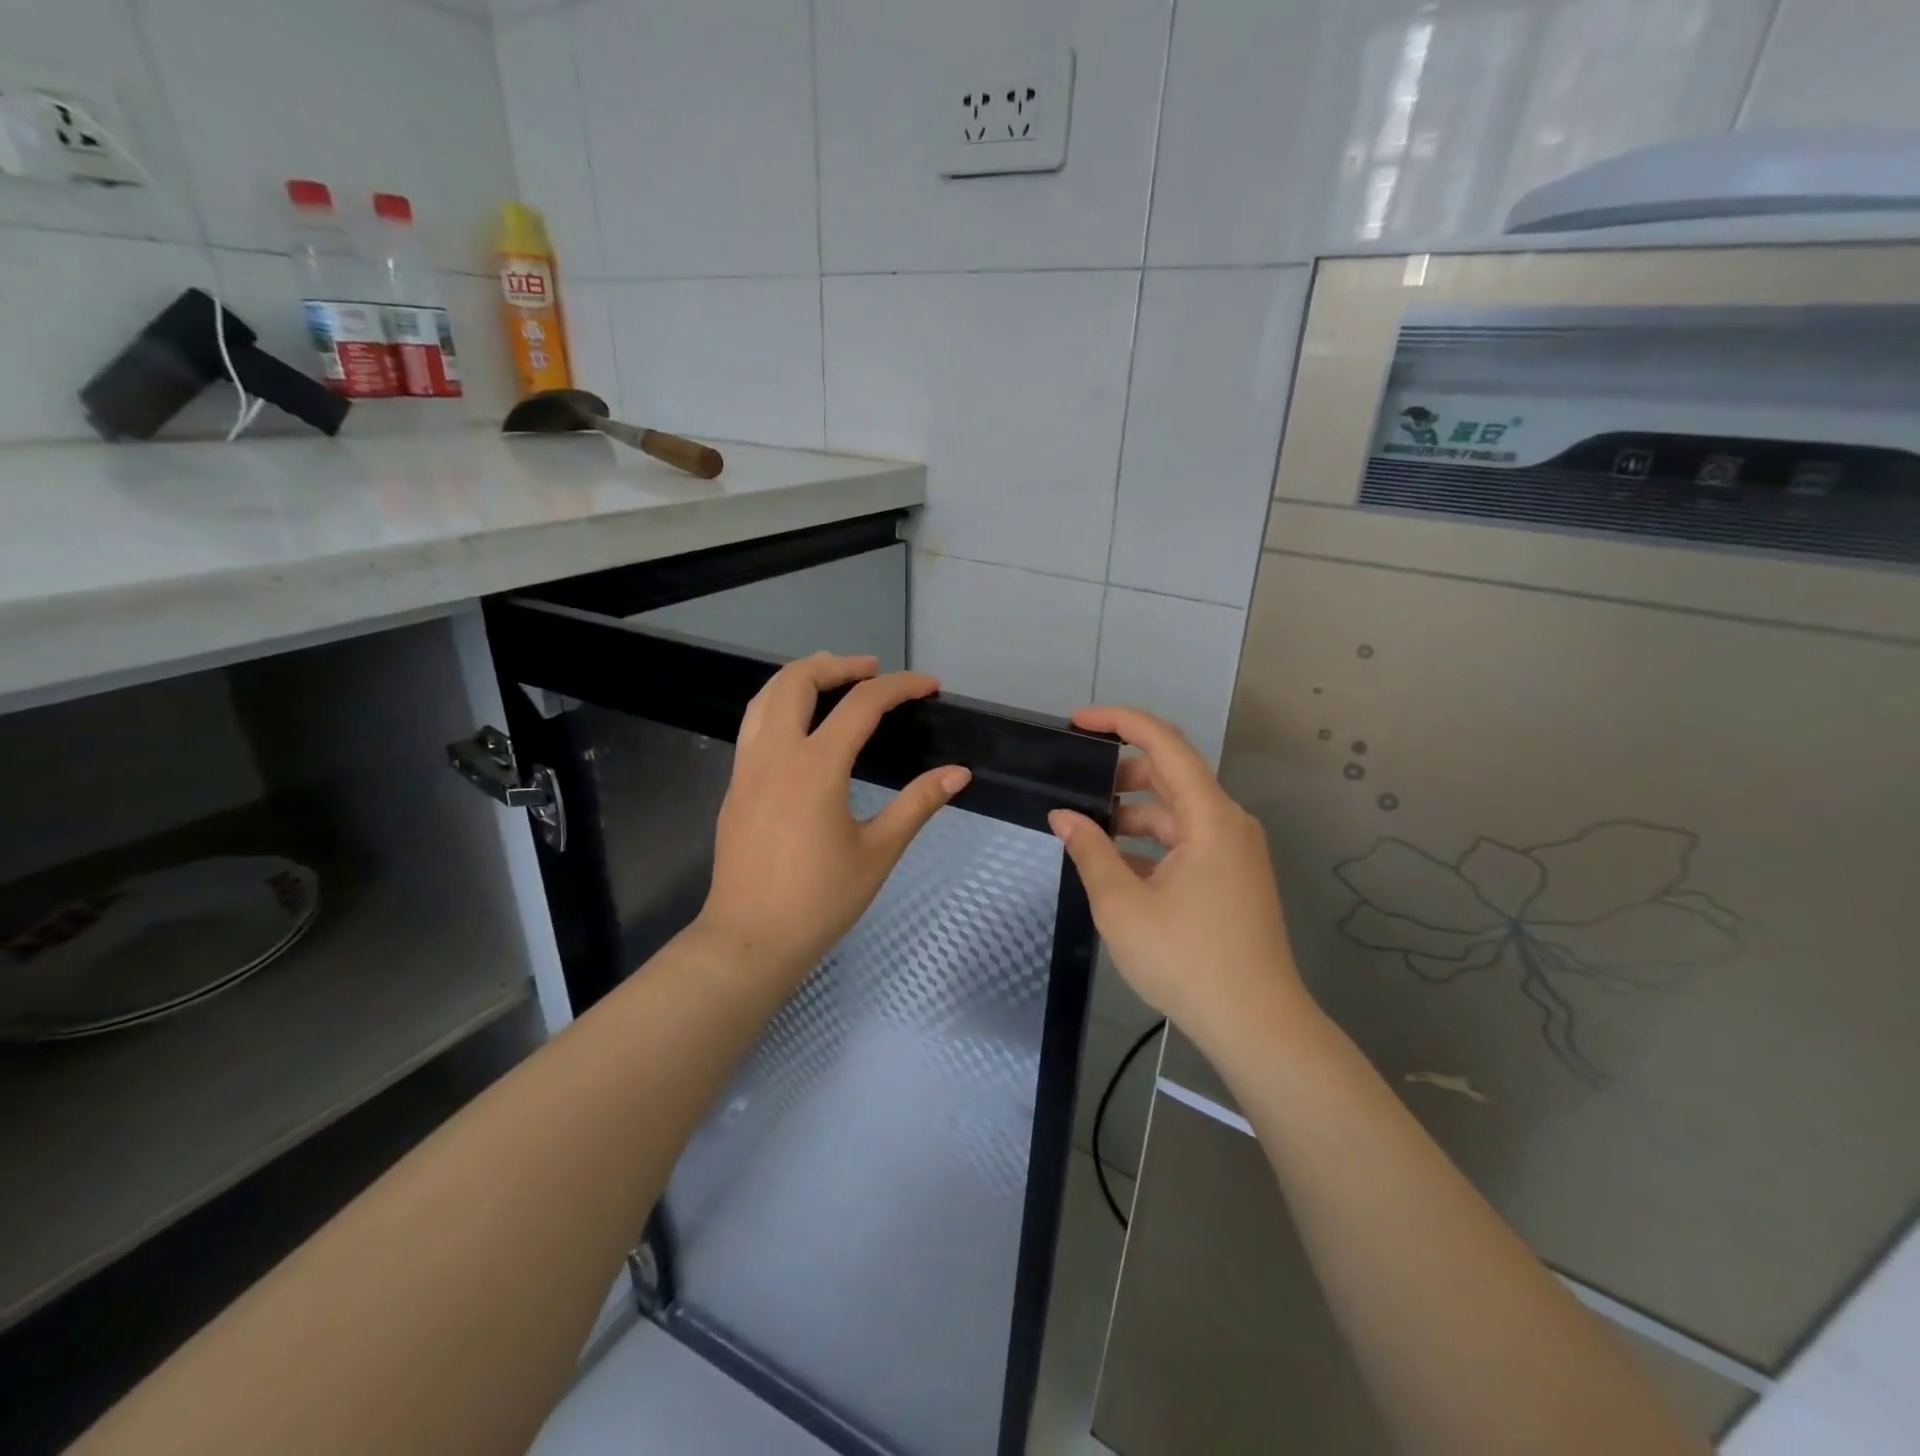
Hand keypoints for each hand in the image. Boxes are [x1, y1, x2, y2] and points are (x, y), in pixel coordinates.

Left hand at [696, 653, 970, 988]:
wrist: (750, 940)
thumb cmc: (819, 900)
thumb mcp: (878, 852)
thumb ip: (917, 804)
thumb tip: (958, 773)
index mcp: (815, 767)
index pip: (862, 704)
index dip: (901, 686)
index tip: (930, 686)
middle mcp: (776, 754)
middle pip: (797, 679)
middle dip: (838, 664)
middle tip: (873, 671)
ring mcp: (748, 768)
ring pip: (765, 696)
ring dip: (802, 677)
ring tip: (835, 682)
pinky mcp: (736, 786)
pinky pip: (754, 724)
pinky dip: (780, 704)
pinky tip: (802, 726)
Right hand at [1048, 705, 1313, 1056]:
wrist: (1256, 1025)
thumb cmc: (1187, 960)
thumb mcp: (1122, 905)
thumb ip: (1090, 851)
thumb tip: (1063, 816)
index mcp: (1209, 817)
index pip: (1164, 742)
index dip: (1119, 721)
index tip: (1077, 723)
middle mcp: (1228, 822)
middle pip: (1171, 773)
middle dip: (1119, 772)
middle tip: (1074, 785)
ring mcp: (1233, 850)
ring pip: (1175, 811)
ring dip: (1131, 813)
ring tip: (1086, 831)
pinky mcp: (1231, 875)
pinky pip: (1185, 840)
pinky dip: (1149, 842)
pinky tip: (1115, 864)